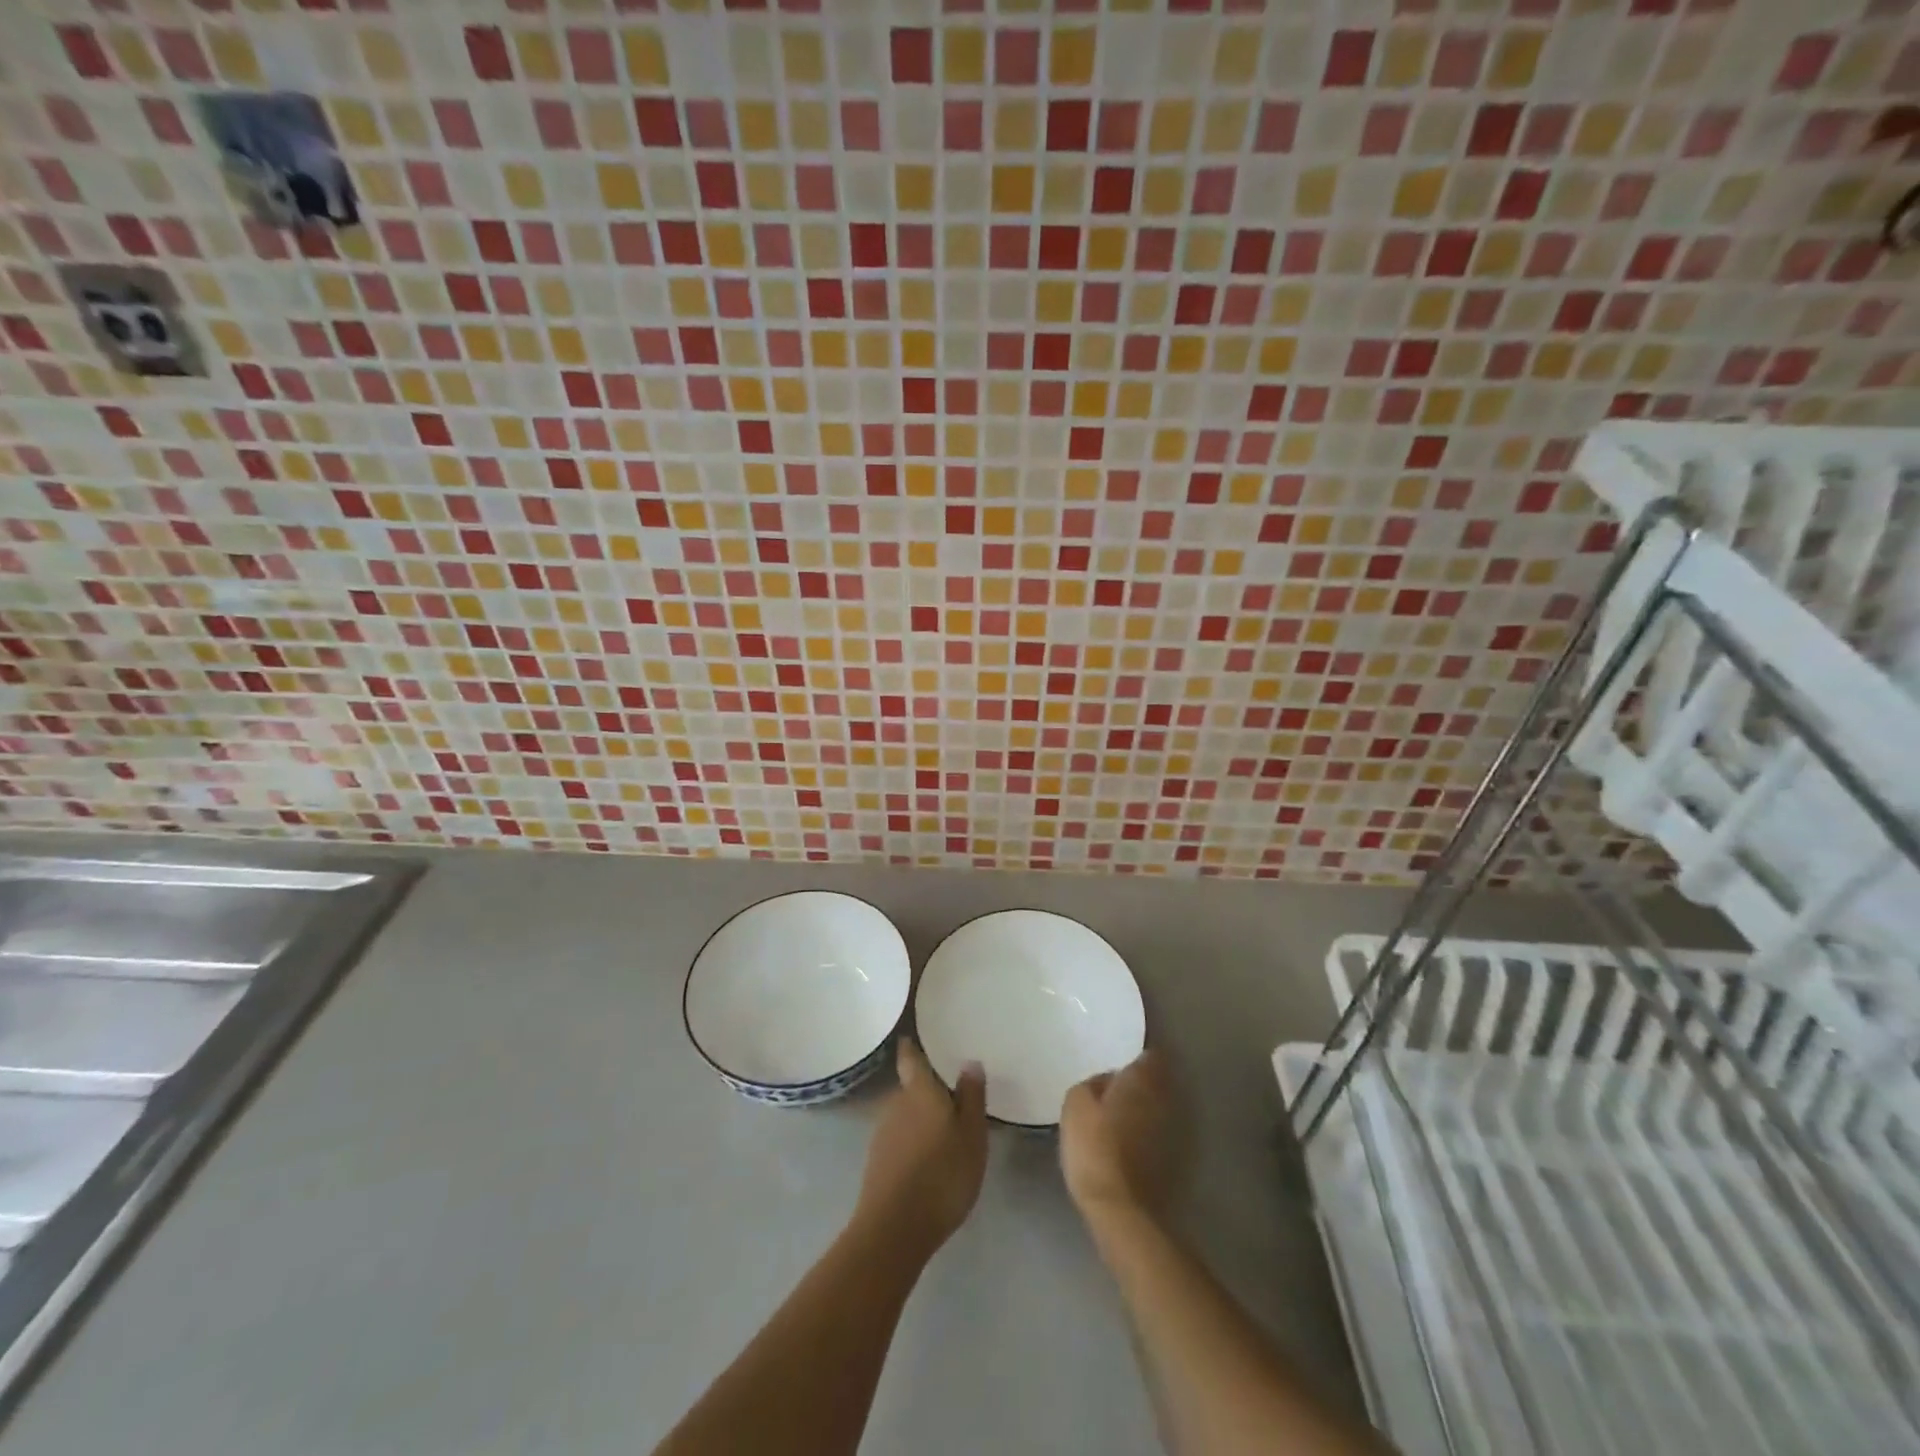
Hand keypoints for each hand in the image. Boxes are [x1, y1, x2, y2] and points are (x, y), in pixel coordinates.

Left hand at [854, 1038, 987, 1256]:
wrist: (894, 1229)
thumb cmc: (942, 1175)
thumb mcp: (972, 1136)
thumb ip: (971, 1097)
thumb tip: (969, 1061)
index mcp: (919, 1091)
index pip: (910, 1058)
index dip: (911, 1047)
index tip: (914, 1038)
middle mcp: (895, 1103)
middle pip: (910, 1088)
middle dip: (927, 1091)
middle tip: (951, 1098)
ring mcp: (882, 1133)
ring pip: (904, 1115)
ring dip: (920, 1119)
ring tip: (944, 1133)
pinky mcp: (877, 1162)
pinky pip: (899, 1140)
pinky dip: (912, 1143)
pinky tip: (928, 1161)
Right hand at [1060, 1049, 1175, 1221]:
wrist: (1119, 1208)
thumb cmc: (1094, 1146)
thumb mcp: (1076, 1103)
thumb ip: (1092, 1083)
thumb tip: (1107, 1081)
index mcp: (1141, 1080)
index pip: (1149, 1054)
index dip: (1136, 1055)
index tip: (1119, 1057)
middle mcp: (1162, 1100)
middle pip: (1155, 1080)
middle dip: (1138, 1080)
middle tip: (1113, 1083)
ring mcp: (1170, 1131)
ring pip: (1155, 1106)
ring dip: (1140, 1106)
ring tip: (1115, 1110)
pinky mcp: (1169, 1159)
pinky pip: (1154, 1131)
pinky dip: (1142, 1130)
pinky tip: (1122, 1137)